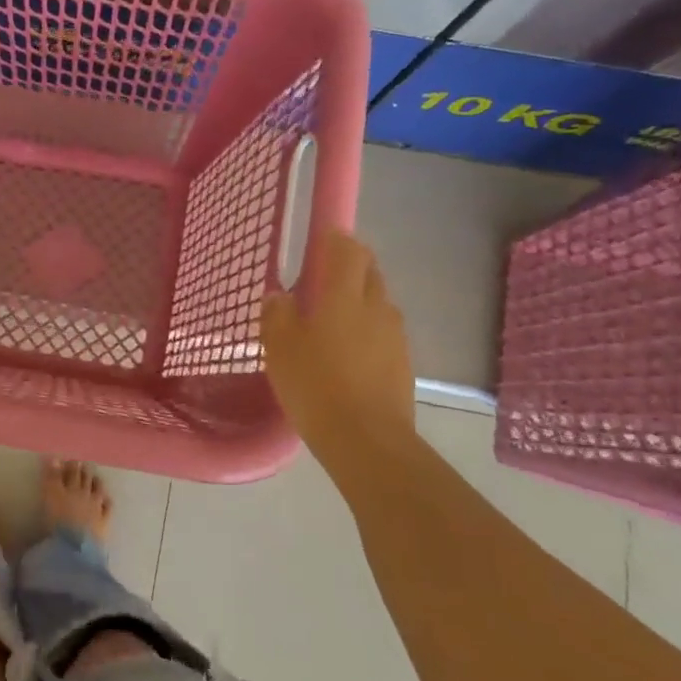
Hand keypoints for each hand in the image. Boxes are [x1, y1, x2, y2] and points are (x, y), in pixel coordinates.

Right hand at [262, 229, 415, 467]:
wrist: (366, 440)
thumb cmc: (315, 385)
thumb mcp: (280, 348)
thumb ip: (277, 315)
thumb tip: (280, 296)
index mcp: (345, 295)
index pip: (349, 250)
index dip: (335, 240)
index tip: (319, 241)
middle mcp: (377, 306)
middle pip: (369, 272)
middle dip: (349, 268)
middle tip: (319, 283)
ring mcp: (395, 336)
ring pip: (377, 303)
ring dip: (357, 302)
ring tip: (329, 322)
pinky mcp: (403, 363)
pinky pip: (383, 333)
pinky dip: (366, 332)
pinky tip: (345, 354)